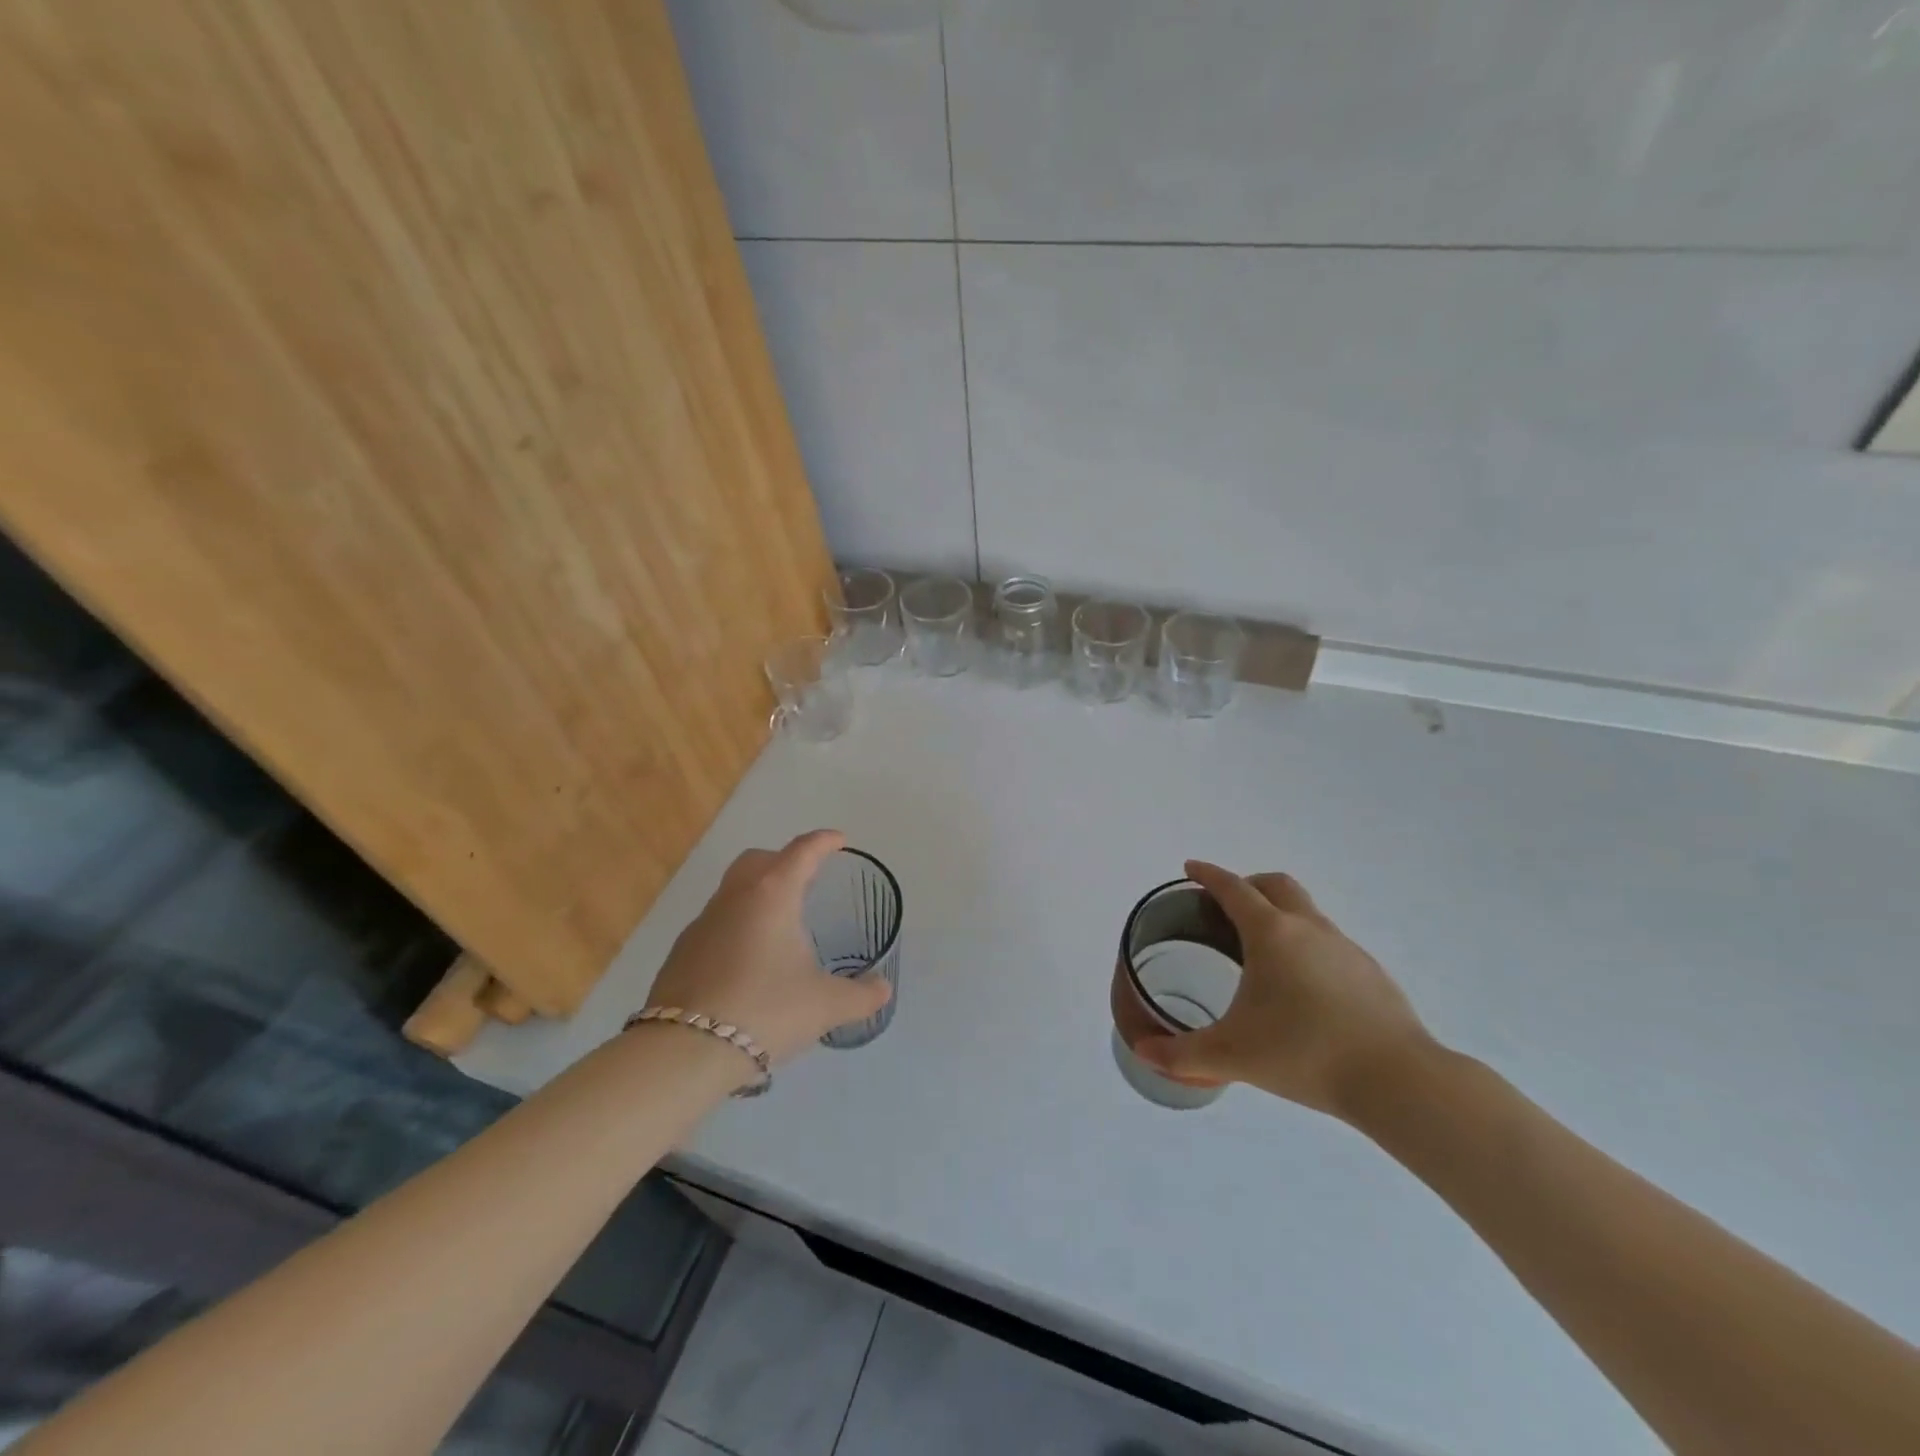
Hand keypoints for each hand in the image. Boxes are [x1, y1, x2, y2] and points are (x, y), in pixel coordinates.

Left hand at [644, 830, 890, 1067]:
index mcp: (772, 896)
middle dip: (783, 860)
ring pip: (732, 892)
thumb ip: (861, 996)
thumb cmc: (766, 1011)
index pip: (801, 852)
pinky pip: (715, 925)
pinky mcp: (680, 954)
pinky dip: (736, 928)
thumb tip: (883, 989)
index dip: (823, 842)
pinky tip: (747, 963)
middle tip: (805, 879)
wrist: (685, 1052)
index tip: (838, 840)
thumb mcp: (826, 1006)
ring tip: (779, 926)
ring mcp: (701, 925)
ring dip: (756, 895)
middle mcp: (734, 899)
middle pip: (757, 860)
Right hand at [1132, 861, 1435, 1119]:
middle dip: (1248, 885)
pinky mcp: (1371, 973)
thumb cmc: (1305, 1054)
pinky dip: (1307, 947)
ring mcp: (1345, 948)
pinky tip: (1303, 989)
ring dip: (1280, 916)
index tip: (1191, 868)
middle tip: (1226, 907)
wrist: (1398, 1080)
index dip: (1208, 875)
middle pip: (1276, 885)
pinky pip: (1329, 943)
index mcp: (1271, 934)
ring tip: (1261, 953)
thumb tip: (1143, 1052)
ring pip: (1306, 912)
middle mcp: (1309, 929)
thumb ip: (1182, 1055)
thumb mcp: (1232, 1055)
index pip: (1233, 889)